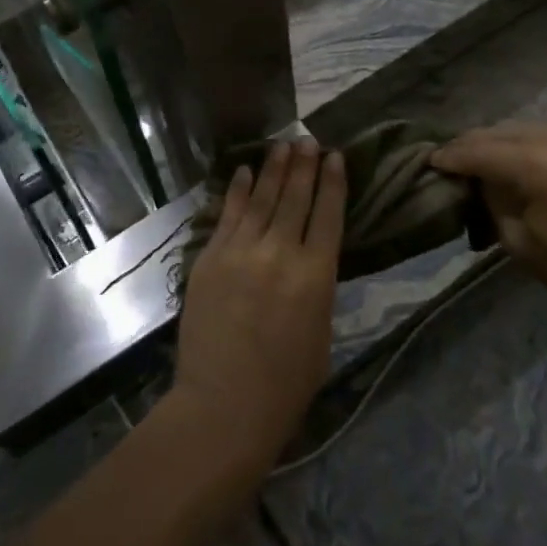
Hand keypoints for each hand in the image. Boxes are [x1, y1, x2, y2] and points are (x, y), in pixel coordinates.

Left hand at [173, 141, 344, 469]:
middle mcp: (281, 253)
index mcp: (317, 276)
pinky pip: (228, 215)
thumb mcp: (321, 334)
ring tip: (283, 144)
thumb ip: (317, 289)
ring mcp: (242, 252)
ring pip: (262, 198)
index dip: (333, 182)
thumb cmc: (285, 385)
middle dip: (304, 165)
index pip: (329, 215)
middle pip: (296, 197)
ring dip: (273, 169)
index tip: (335, 156)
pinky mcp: (211, 258)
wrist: (224, 405)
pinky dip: (238, 191)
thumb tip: (310, 259)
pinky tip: (244, 171)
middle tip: (308, 140)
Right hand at [433, 118, 546, 321]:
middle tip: (458, 158)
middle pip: (502, 131)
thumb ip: (492, 198)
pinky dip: (542, 138)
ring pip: (530, 125)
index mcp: (539, 166)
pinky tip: (538, 155)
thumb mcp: (518, 241)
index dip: (452, 155)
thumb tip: (476, 176)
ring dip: (508, 140)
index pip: (480, 150)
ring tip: (495, 156)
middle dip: (476, 145)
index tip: (433, 160)